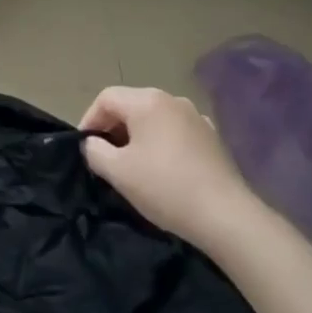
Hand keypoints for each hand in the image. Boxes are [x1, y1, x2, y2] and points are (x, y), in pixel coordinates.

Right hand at [79, 86, 260, 248]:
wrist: (225, 214)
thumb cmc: (165, 187)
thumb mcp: (118, 172)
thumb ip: (95, 151)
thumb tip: (92, 143)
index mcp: (147, 100)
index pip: (106, 98)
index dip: (89, 119)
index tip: (85, 148)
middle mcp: (171, 99)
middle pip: (131, 104)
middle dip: (113, 128)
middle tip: (106, 158)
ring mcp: (195, 115)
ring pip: (154, 118)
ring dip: (138, 135)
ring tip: (133, 165)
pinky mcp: (211, 136)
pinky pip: (175, 131)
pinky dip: (162, 143)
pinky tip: (164, 169)